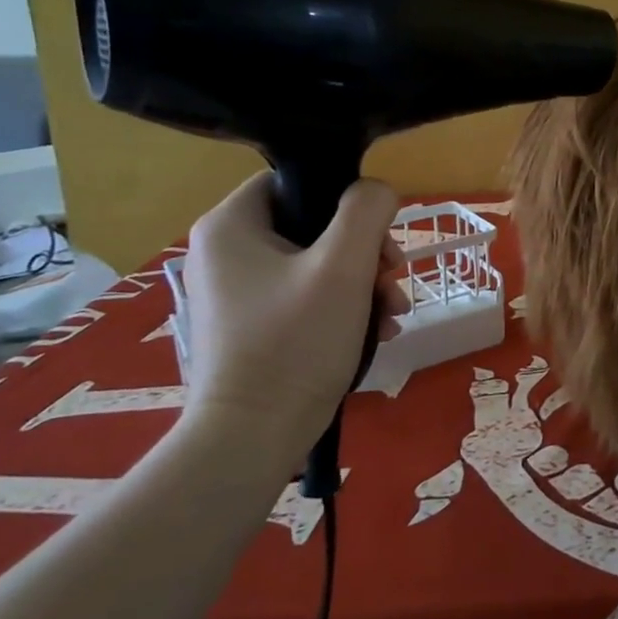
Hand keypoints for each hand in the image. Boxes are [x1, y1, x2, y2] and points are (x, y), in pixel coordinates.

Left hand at [179, 172, 410, 472]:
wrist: (253, 438)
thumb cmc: (295, 341)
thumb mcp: (344, 265)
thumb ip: (366, 211)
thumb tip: (377, 191)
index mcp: (230, 225)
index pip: (295, 180)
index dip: (344, 199)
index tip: (378, 235)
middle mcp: (224, 252)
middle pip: (314, 225)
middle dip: (365, 252)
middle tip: (392, 279)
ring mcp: (236, 292)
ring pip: (317, 263)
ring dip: (364, 283)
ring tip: (393, 313)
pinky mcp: (250, 326)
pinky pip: (306, 296)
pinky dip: (344, 307)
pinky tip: (377, 332)